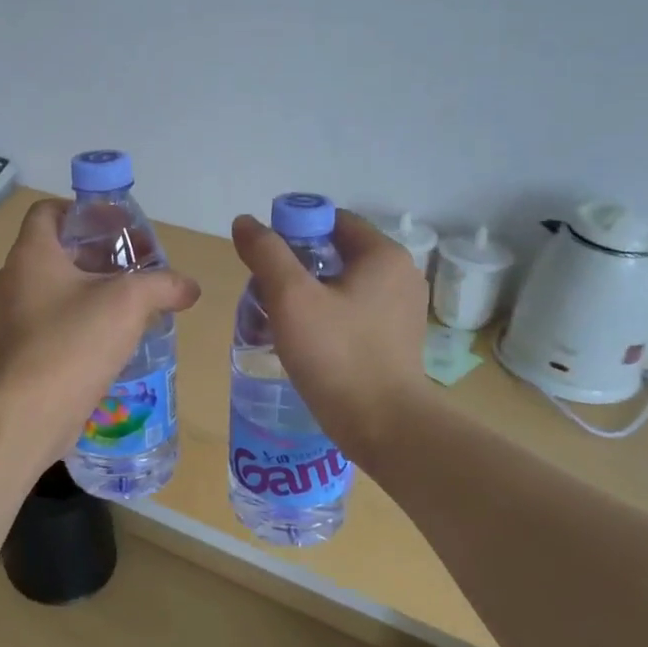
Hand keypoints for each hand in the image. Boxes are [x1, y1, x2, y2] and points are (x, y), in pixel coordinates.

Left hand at [0, 199, 201, 454]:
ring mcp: (11, 315)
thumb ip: (163, 285)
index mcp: (31, 254)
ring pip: (52, 286)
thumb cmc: (76, 339)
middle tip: (133, 264)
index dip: (82, 211)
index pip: (47, 211)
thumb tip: (189, 287)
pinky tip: (109, 334)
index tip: (115, 226)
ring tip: (127, 300)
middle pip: (55, 249)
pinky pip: (49, 318)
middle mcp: (13, 278)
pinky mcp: (18, 347)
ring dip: (88, 287)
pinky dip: (77, 316)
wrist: (35, 409)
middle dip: (96, 253)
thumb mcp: (130, 301)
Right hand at [231, 209, 430, 467]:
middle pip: (336, 252)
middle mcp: (400, 275)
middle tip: (263, 289)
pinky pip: (353, 313)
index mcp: (383, 255)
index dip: (293, 228)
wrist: (384, 426)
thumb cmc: (337, 354)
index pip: (332, 220)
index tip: (263, 256)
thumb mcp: (291, 298)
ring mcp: (401, 311)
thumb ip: (266, 253)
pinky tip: (303, 340)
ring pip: (342, 285)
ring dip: (307, 294)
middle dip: (295, 265)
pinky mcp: (395, 341)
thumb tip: (245, 222)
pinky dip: (326, 317)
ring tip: (276, 317)